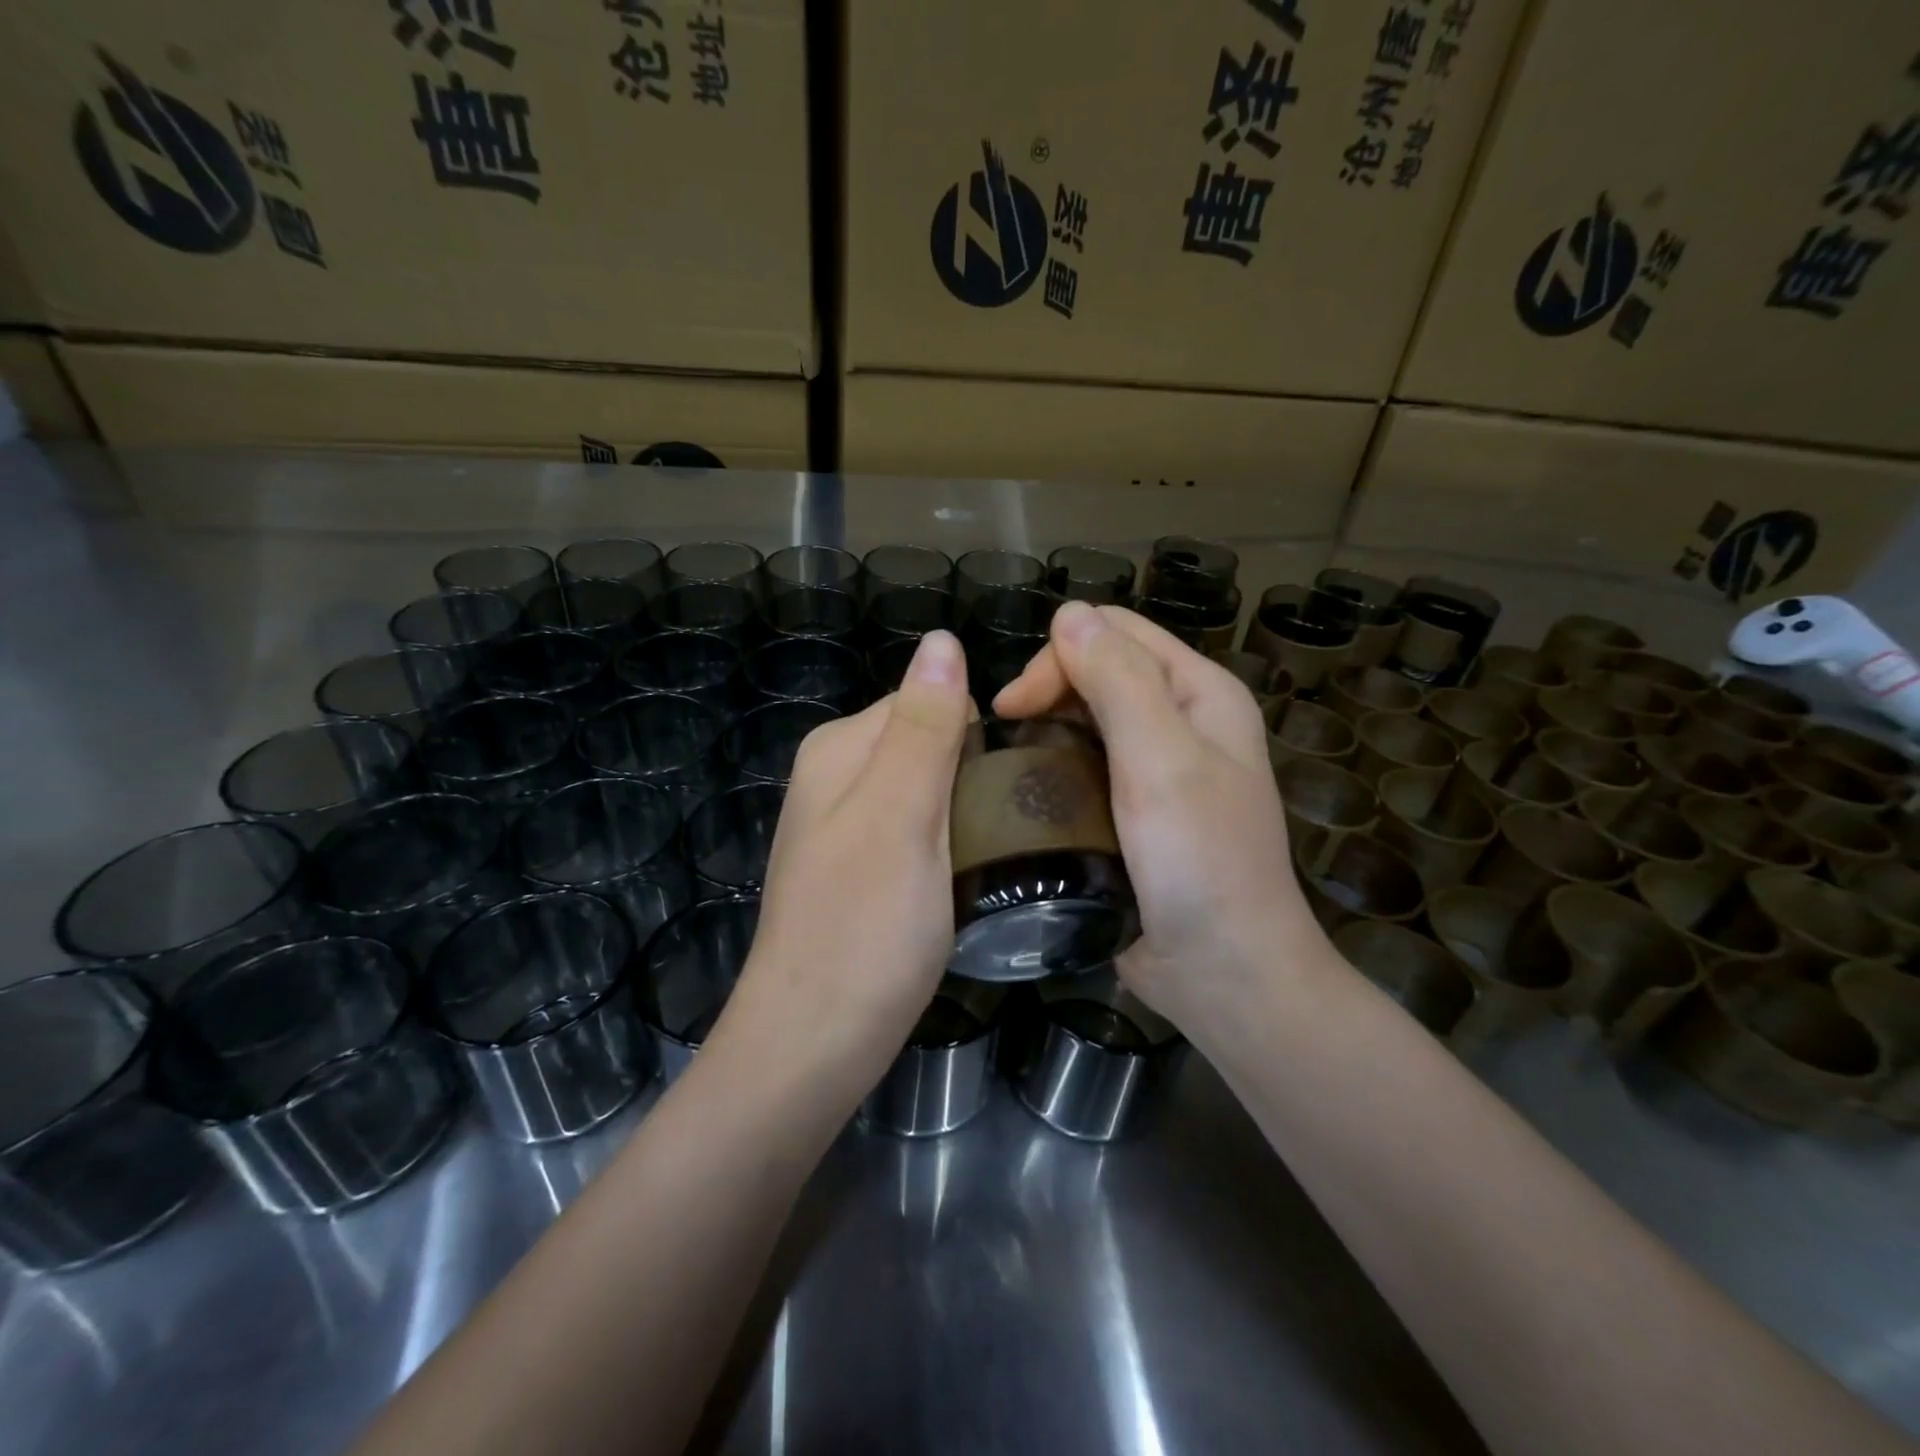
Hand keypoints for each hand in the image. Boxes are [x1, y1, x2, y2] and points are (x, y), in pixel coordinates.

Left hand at [717, 629, 970, 1101]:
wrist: (813, 1044)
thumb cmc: (864, 928)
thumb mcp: (902, 816)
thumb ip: (924, 728)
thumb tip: (942, 640)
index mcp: (841, 747)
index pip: (931, 700)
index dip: (980, 732)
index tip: (1020, 780)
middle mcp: (836, 774)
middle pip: (931, 743)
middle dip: (975, 773)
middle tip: (1016, 826)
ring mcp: (845, 824)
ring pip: (930, 790)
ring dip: (968, 811)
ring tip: (1002, 854)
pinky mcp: (860, 868)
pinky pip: (919, 830)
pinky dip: (950, 843)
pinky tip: (968, 877)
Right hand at [993, 602, 1338, 1044]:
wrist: (1223, 974)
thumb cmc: (1199, 863)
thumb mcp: (1161, 761)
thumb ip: (1118, 681)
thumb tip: (1068, 613)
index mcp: (1199, 693)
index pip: (1116, 632)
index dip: (1060, 654)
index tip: (1013, 706)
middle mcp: (1181, 720)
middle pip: (1100, 669)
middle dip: (1047, 687)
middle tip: (1003, 730)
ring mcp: (1157, 768)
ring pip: (1086, 717)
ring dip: (1045, 726)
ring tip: (1007, 761)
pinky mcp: (1132, 810)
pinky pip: (1084, 765)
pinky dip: (1053, 765)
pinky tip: (1027, 790)